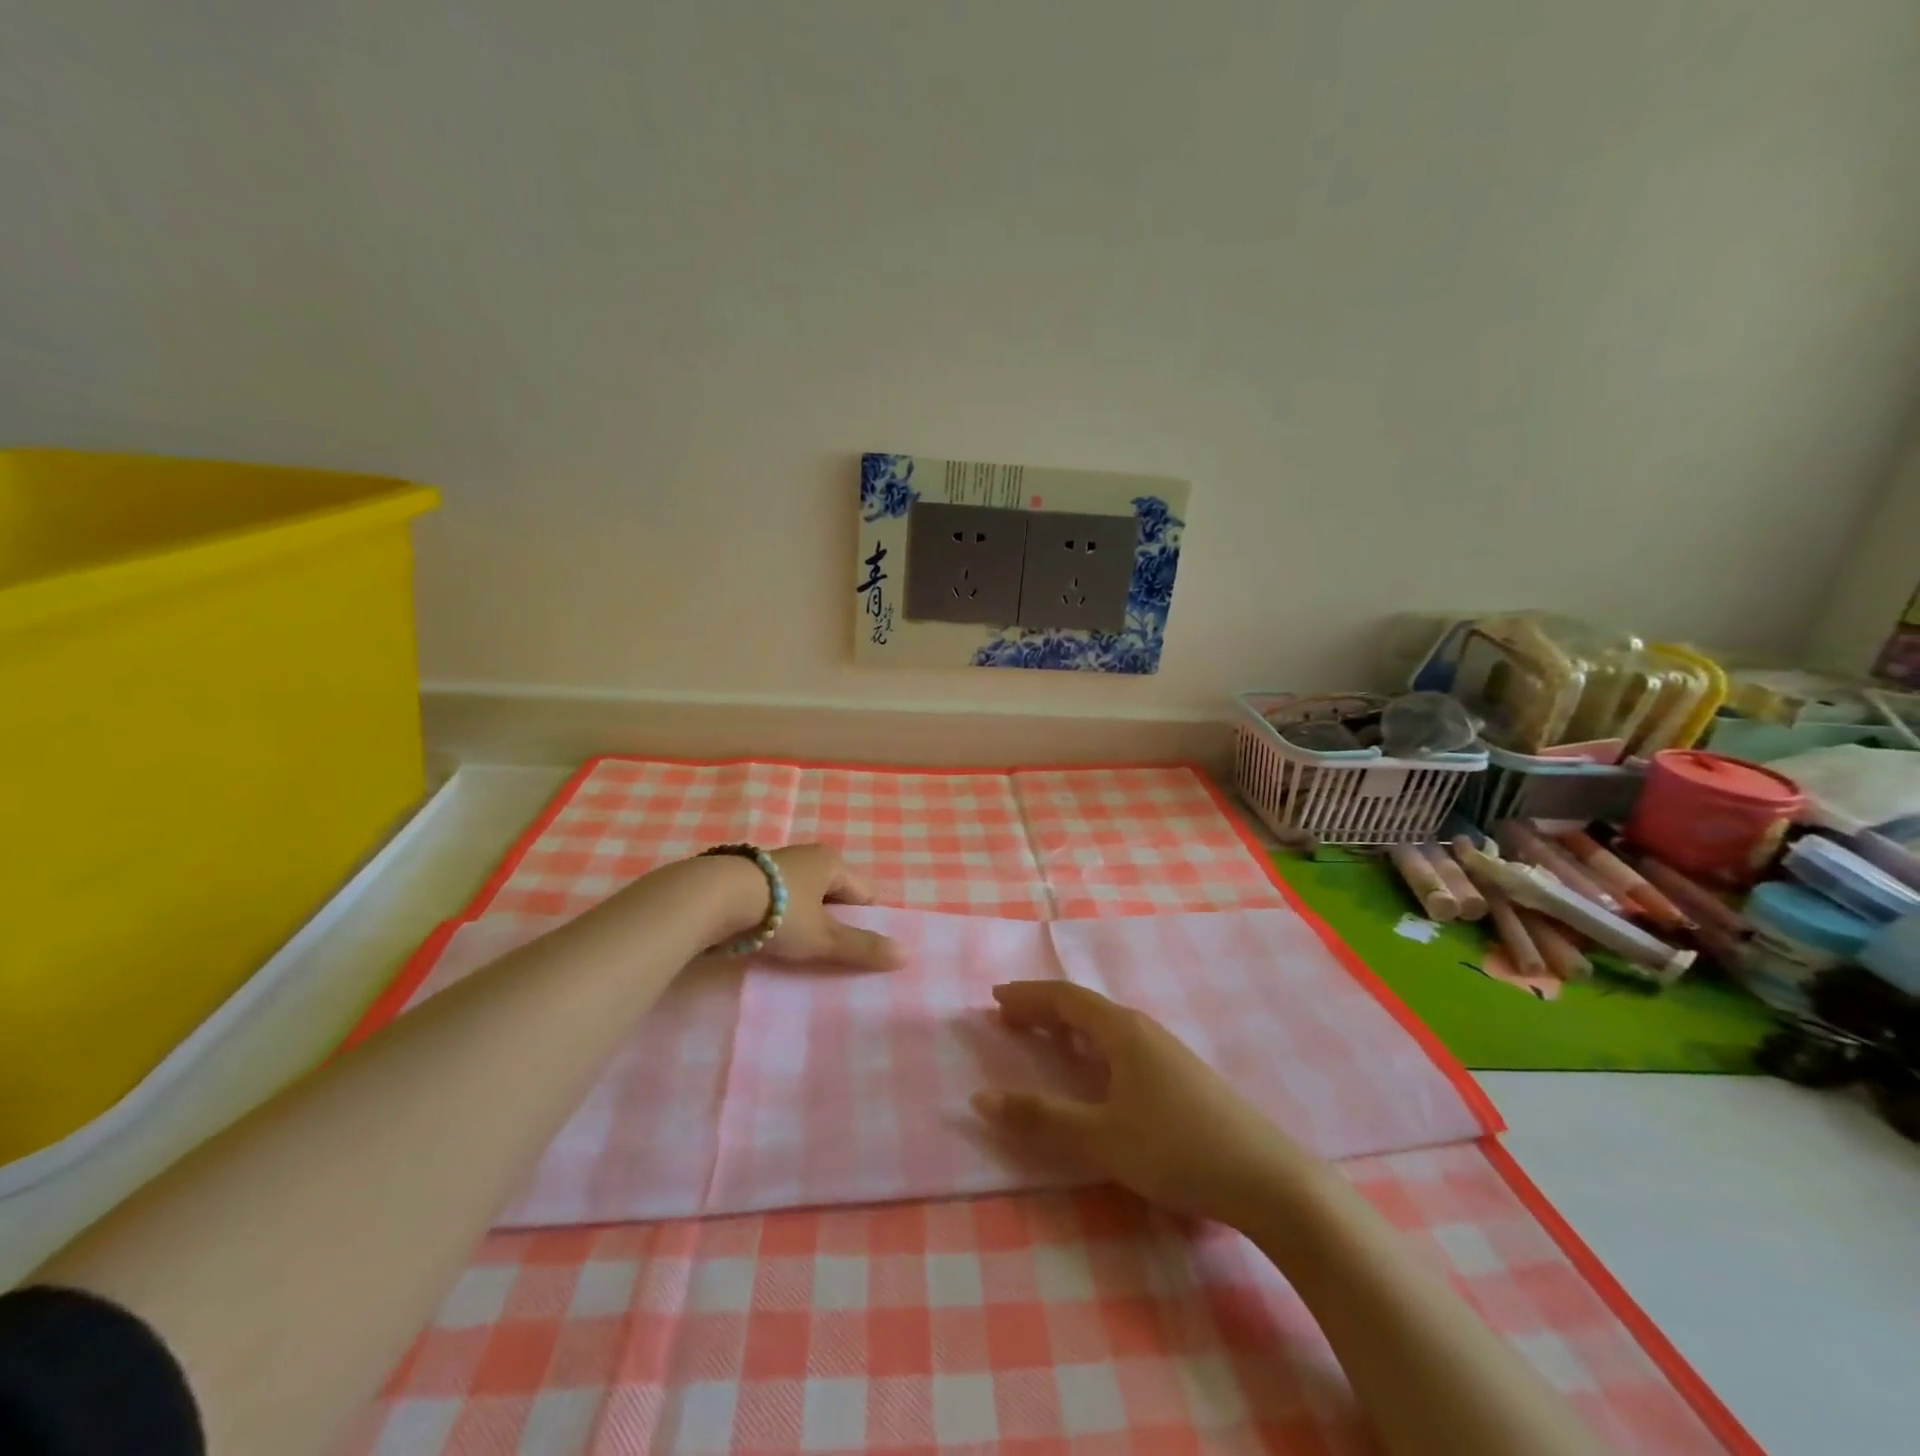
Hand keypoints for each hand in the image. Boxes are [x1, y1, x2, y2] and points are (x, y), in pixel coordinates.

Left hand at [756, 845, 903, 970]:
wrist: (711, 898)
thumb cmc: (779, 912)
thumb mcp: (823, 937)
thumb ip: (862, 947)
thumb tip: (907, 955)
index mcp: (831, 862)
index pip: (864, 893)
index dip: (865, 922)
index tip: (857, 949)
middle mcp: (805, 856)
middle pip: (832, 894)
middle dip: (833, 922)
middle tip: (827, 953)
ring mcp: (773, 865)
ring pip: (802, 897)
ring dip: (802, 921)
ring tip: (796, 950)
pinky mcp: (746, 878)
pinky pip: (774, 900)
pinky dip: (776, 918)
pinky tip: (766, 938)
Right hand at [972, 981, 1314, 1224]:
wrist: (1268, 1179)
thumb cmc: (1177, 1148)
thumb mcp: (1102, 1137)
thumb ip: (1042, 1118)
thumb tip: (981, 1098)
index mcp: (1123, 1031)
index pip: (1066, 998)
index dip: (1028, 996)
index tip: (996, 998)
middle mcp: (1144, 1030)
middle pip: (1085, 1007)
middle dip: (1044, 1009)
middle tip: (1008, 1018)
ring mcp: (1167, 1053)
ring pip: (1106, 1027)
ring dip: (1069, 1027)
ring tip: (1044, 1038)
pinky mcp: (1182, 1078)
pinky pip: (1123, 1045)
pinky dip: (1092, 1046)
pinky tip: (1097, 1071)